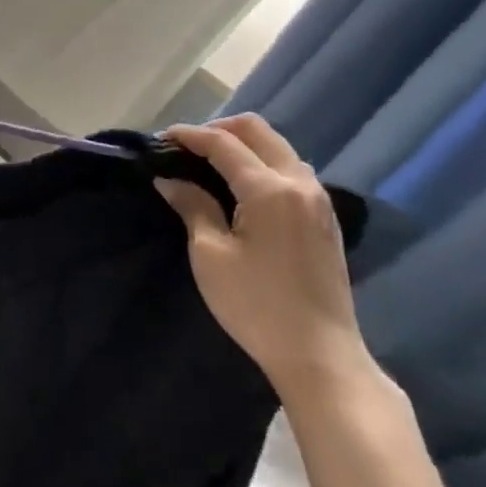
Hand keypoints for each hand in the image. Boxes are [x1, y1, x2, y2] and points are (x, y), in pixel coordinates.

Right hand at [155, 115, 373, 409]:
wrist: (320, 357)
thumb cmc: (257, 306)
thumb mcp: (211, 255)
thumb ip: (193, 206)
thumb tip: (170, 179)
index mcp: (270, 189)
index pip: (223, 143)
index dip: (189, 135)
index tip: (160, 140)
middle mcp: (299, 183)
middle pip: (256, 130)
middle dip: (218, 129)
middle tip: (187, 148)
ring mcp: (318, 200)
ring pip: (277, 146)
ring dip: (242, 144)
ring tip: (210, 164)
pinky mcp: (325, 218)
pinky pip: (291, 168)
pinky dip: (262, 162)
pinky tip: (242, 185)